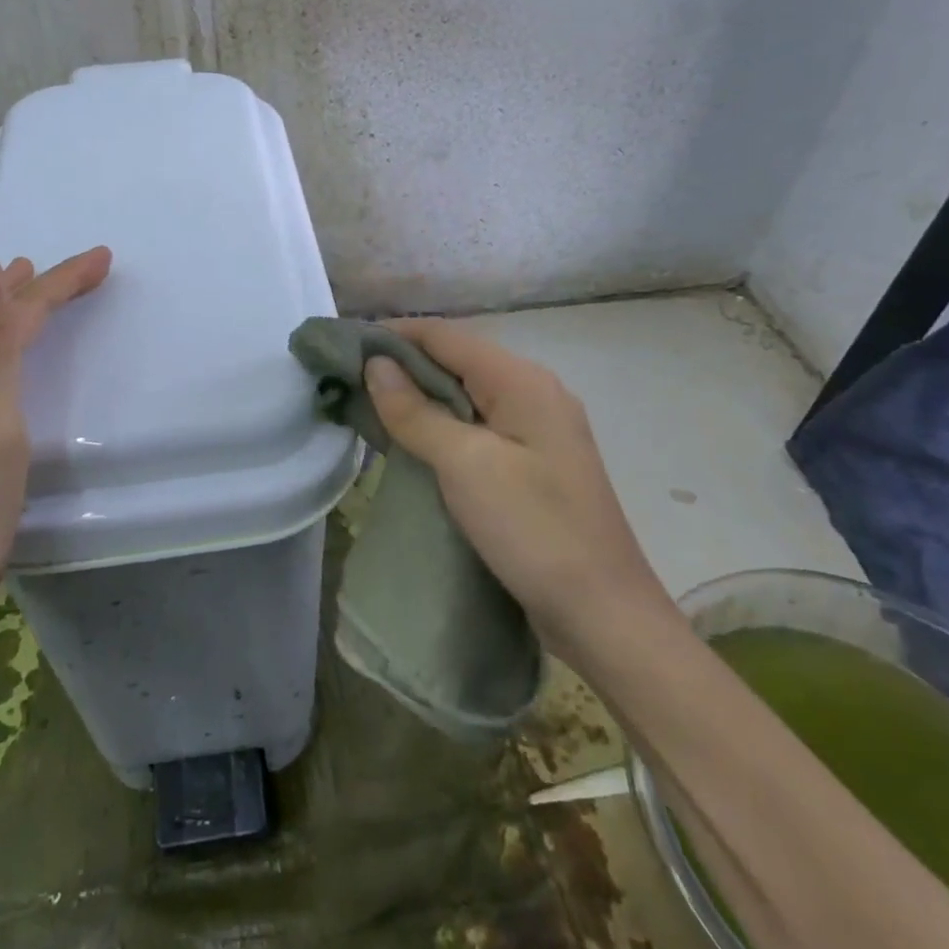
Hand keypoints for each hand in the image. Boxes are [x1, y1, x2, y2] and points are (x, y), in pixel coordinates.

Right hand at [362, 318, 669, 638]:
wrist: (602, 613)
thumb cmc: (533, 529)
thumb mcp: (466, 465)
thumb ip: (417, 411)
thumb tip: (376, 365)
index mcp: (522, 381)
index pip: (447, 336)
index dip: (395, 334)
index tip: (346, 344)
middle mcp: (533, 393)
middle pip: (457, 361)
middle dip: (403, 364)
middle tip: (348, 378)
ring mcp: (536, 431)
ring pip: (465, 396)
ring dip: (419, 396)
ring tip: (368, 404)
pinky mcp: (531, 464)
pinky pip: (476, 428)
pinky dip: (440, 426)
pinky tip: (411, 440)